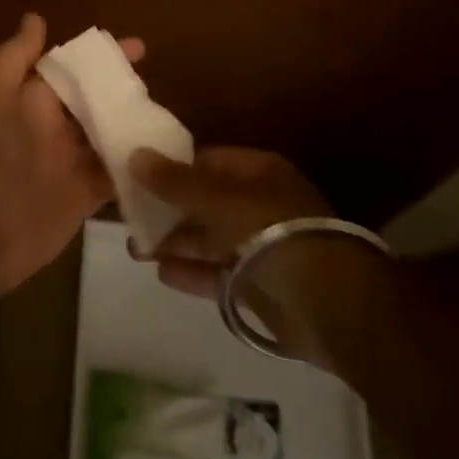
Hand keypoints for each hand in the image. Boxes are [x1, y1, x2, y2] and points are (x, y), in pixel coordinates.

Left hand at [0, 14, 143, 300]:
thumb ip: (14, 58)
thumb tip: (35, 17)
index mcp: (33, 99)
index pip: (73, 68)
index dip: (103, 57)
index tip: (139, 48)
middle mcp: (55, 125)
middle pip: (96, 100)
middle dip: (125, 89)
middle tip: (162, 83)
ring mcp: (73, 161)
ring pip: (110, 133)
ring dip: (134, 124)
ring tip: (170, 115)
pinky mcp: (87, 194)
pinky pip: (117, 173)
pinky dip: (137, 165)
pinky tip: (167, 157)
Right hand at [129, 146, 333, 299]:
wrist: (328, 304)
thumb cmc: (272, 233)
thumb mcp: (219, 199)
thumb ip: (175, 181)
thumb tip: (135, 154)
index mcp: (257, 173)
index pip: (207, 161)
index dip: (173, 166)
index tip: (137, 176)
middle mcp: (258, 204)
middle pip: (205, 201)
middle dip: (168, 209)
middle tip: (130, 217)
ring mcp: (259, 246)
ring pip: (209, 239)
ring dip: (174, 242)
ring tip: (136, 249)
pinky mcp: (257, 285)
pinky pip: (217, 273)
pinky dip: (191, 272)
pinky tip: (162, 272)